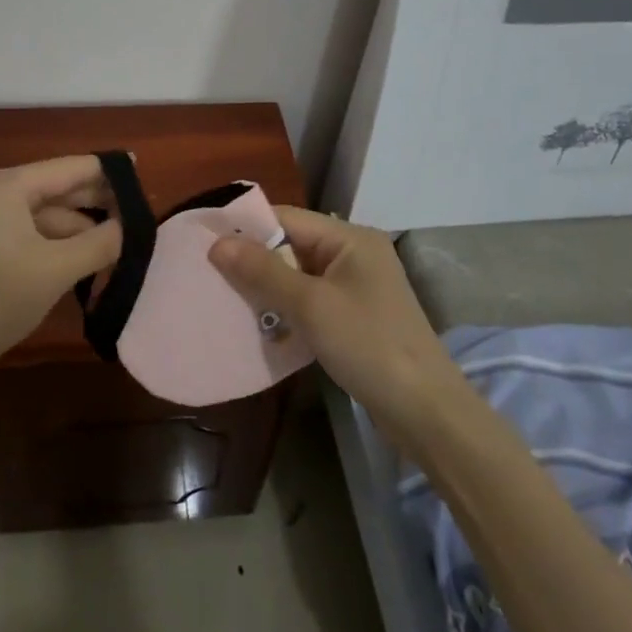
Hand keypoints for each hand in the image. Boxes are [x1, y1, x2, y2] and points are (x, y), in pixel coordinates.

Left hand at [0, 155, 121, 387]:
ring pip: (32, 217)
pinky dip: (43, 245)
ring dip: (68, 232)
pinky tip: (67, 263)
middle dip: (90, 206)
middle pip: (49, 191)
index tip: (137, 172)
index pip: (68, 169)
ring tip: (106, 250)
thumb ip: (99, 243)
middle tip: (131, 219)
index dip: (105, 172)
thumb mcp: (55, 270)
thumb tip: (124, 227)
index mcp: (4, 185)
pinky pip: (13, 235)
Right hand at [208, 208, 466, 444]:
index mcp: (350, 239)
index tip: (206, 243)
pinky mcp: (356, 316)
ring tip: (228, 300)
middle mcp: (355, 254)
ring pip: (299, 275)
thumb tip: (217, 243)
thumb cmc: (368, 346)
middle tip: (211, 276)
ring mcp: (357, 287)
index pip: (287, 218)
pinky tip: (261, 325)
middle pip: (292, 245)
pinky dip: (287, 309)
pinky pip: (311, 301)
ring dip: (268, 288)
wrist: (426, 412)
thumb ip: (263, 271)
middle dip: (254, 261)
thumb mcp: (310, 305)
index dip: (247, 228)